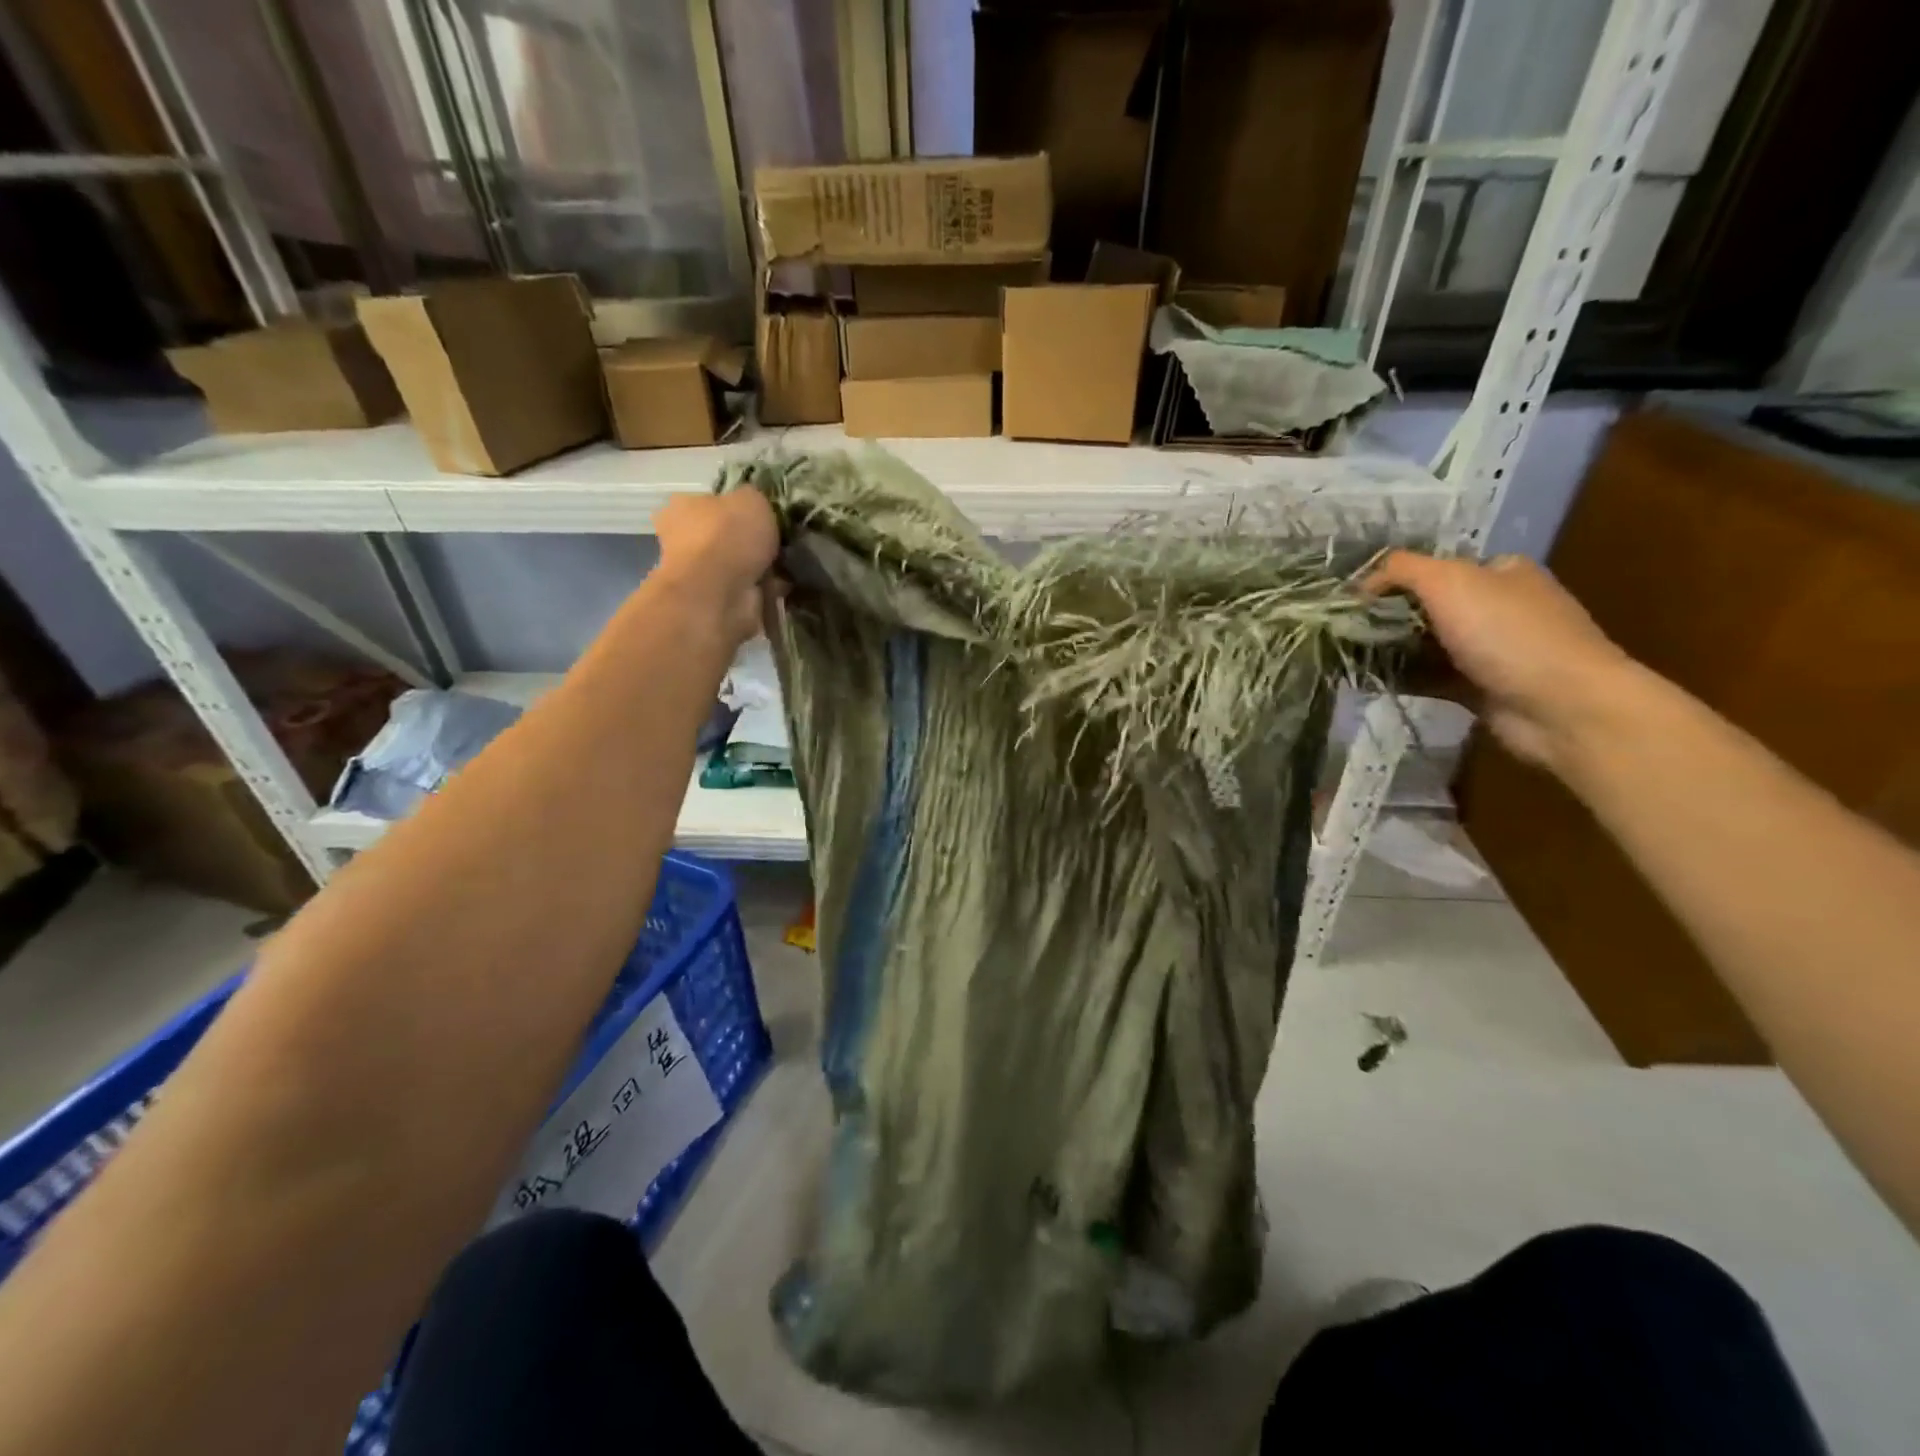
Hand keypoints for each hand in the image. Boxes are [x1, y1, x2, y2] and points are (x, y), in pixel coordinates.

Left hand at [651, 490, 779, 647]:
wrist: (718, 592)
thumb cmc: (727, 535)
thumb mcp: (751, 499)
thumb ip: (755, 499)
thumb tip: (758, 507)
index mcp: (683, 507)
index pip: (709, 501)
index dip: (735, 506)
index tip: (762, 513)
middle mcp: (685, 540)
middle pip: (725, 535)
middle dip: (751, 540)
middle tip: (781, 539)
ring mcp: (701, 574)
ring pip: (739, 565)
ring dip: (762, 566)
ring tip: (790, 562)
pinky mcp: (719, 601)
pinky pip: (750, 590)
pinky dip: (768, 588)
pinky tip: (787, 584)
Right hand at [1367, 551, 1634, 771]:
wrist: (1561, 706)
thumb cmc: (1507, 633)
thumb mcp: (1449, 581)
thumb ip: (1401, 570)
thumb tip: (1361, 582)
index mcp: (1501, 572)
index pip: (1437, 567)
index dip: (1395, 579)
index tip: (1356, 598)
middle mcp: (1499, 607)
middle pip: (1427, 606)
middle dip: (1386, 616)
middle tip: (1345, 629)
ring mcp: (1490, 651)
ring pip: (1425, 645)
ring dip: (1389, 650)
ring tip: (1345, 655)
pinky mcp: (1479, 689)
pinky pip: (1430, 678)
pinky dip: (1401, 678)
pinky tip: (1367, 681)